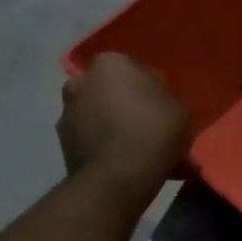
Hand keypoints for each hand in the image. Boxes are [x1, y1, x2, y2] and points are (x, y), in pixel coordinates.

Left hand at [57, 52, 190, 191]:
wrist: (118, 177)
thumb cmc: (153, 131)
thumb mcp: (179, 107)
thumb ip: (163, 96)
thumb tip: (152, 99)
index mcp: (111, 63)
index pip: (135, 69)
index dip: (151, 88)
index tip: (163, 107)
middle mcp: (81, 81)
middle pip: (111, 90)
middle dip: (126, 104)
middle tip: (149, 126)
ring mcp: (67, 112)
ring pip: (99, 115)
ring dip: (114, 126)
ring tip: (138, 151)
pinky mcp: (62, 143)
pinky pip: (92, 139)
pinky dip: (105, 147)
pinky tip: (126, 164)